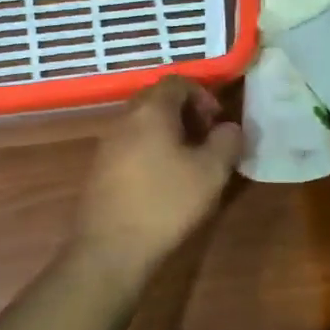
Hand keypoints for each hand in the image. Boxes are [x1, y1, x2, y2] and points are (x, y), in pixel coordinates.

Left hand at [74, 77, 242, 282]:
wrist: (111, 248)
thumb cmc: (166, 203)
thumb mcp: (211, 172)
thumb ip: (227, 141)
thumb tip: (229, 128)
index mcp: (151, 110)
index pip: (178, 81)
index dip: (203, 95)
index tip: (218, 122)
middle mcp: (124, 118)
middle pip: (158, 99)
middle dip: (187, 113)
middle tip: (207, 140)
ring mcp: (108, 143)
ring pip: (144, 123)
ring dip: (169, 133)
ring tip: (190, 162)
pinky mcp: (100, 168)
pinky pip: (131, 144)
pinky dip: (152, 150)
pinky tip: (165, 181)